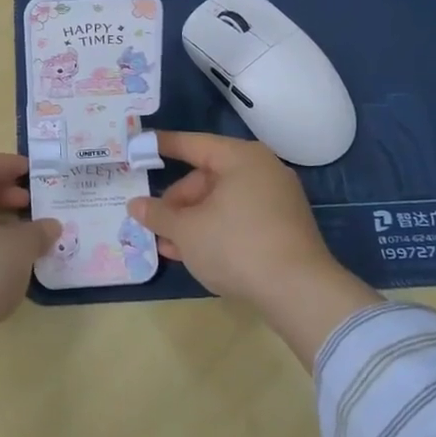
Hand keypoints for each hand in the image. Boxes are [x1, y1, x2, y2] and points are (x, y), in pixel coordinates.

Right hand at [126, 131, 340, 311]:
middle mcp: (262, 170)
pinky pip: (241, 218)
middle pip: (208, 177)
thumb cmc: (236, 246)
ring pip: (223, 202)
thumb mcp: (187, 231)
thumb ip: (158, 215)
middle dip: (178, 202)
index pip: (194, 144)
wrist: (300, 292)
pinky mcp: (285, 227)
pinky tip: (196, 254)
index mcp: (241, 158)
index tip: (140, 147)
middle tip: (155, 223)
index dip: (164, 146)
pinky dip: (217, 230)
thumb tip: (135, 205)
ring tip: (169, 246)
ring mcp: (278, 199)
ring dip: (193, 221)